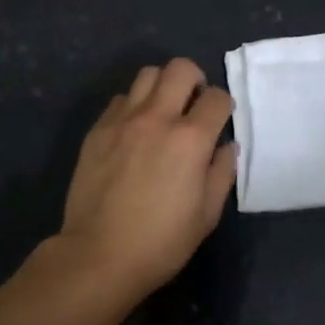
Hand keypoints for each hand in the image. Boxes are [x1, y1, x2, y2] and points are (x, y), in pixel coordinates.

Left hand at [57, 58, 236, 302]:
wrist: (98, 255)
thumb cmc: (161, 241)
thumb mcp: (207, 214)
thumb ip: (222, 172)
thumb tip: (226, 146)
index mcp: (190, 139)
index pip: (217, 97)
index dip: (223, 106)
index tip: (219, 121)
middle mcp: (157, 118)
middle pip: (180, 68)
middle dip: (195, 80)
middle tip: (193, 104)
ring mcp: (123, 120)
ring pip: (147, 75)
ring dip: (162, 86)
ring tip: (163, 111)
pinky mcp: (98, 129)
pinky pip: (121, 99)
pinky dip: (134, 105)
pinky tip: (134, 130)